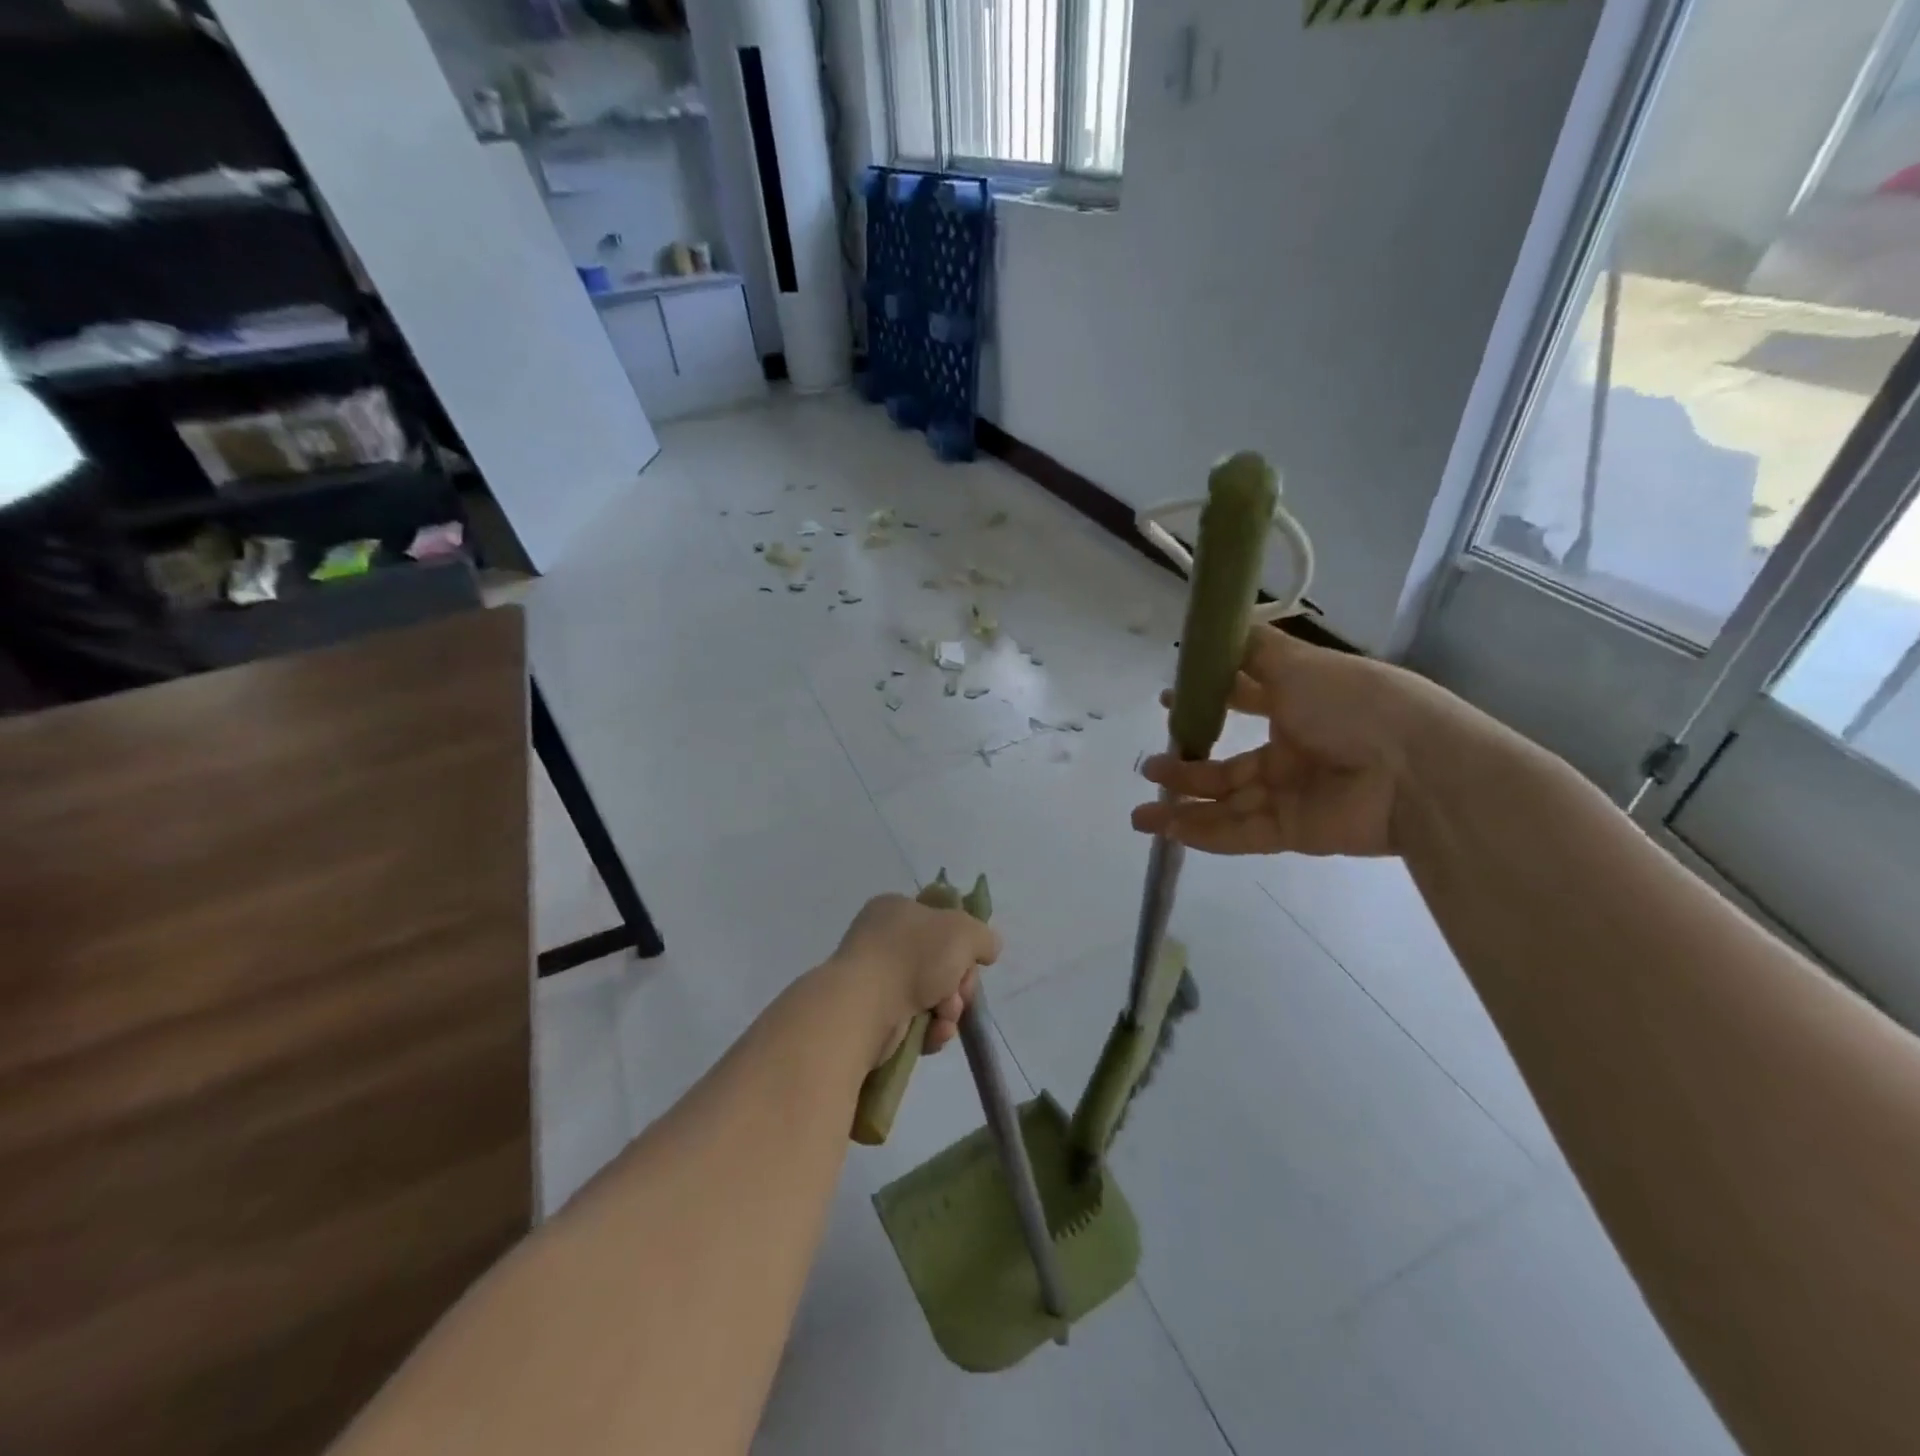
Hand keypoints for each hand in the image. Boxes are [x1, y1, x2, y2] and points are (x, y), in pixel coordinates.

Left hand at [828, 893, 1001, 1067]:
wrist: (865, 1006)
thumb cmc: (912, 956)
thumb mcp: (963, 931)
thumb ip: (983, 936)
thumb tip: (987, 950)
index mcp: (895, 910)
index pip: (940, 921)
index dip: (962, 942)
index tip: (972, 959)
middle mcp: (882, 941)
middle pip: (941, 963)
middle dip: (958, 983)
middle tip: (958, 992)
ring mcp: (876, 980)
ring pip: (932, 996)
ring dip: (948, 1009)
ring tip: (943, 1016)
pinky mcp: (874, 1017)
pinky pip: (916, 1022)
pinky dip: (931, 1030)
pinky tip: (932, 1034)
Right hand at [1131, 625, 1456, 858]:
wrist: (1415, 769)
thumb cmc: (1354, 705)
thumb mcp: (1299, 664)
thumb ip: (1254, 654)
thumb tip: (1220, 627)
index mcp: (1299, 706)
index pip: (1244, 703)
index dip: (1207, 702)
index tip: (1168, 702)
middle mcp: (1293, 751)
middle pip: (1228, 765)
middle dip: (1186, 767)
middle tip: (1149, 766)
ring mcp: (1292, 795)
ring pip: (1227, 803)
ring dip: (1184, 807)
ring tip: (1142, 813)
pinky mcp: (1293, 832)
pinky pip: (1241, 832)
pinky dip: (1204, 833)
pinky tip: (1168, 830)